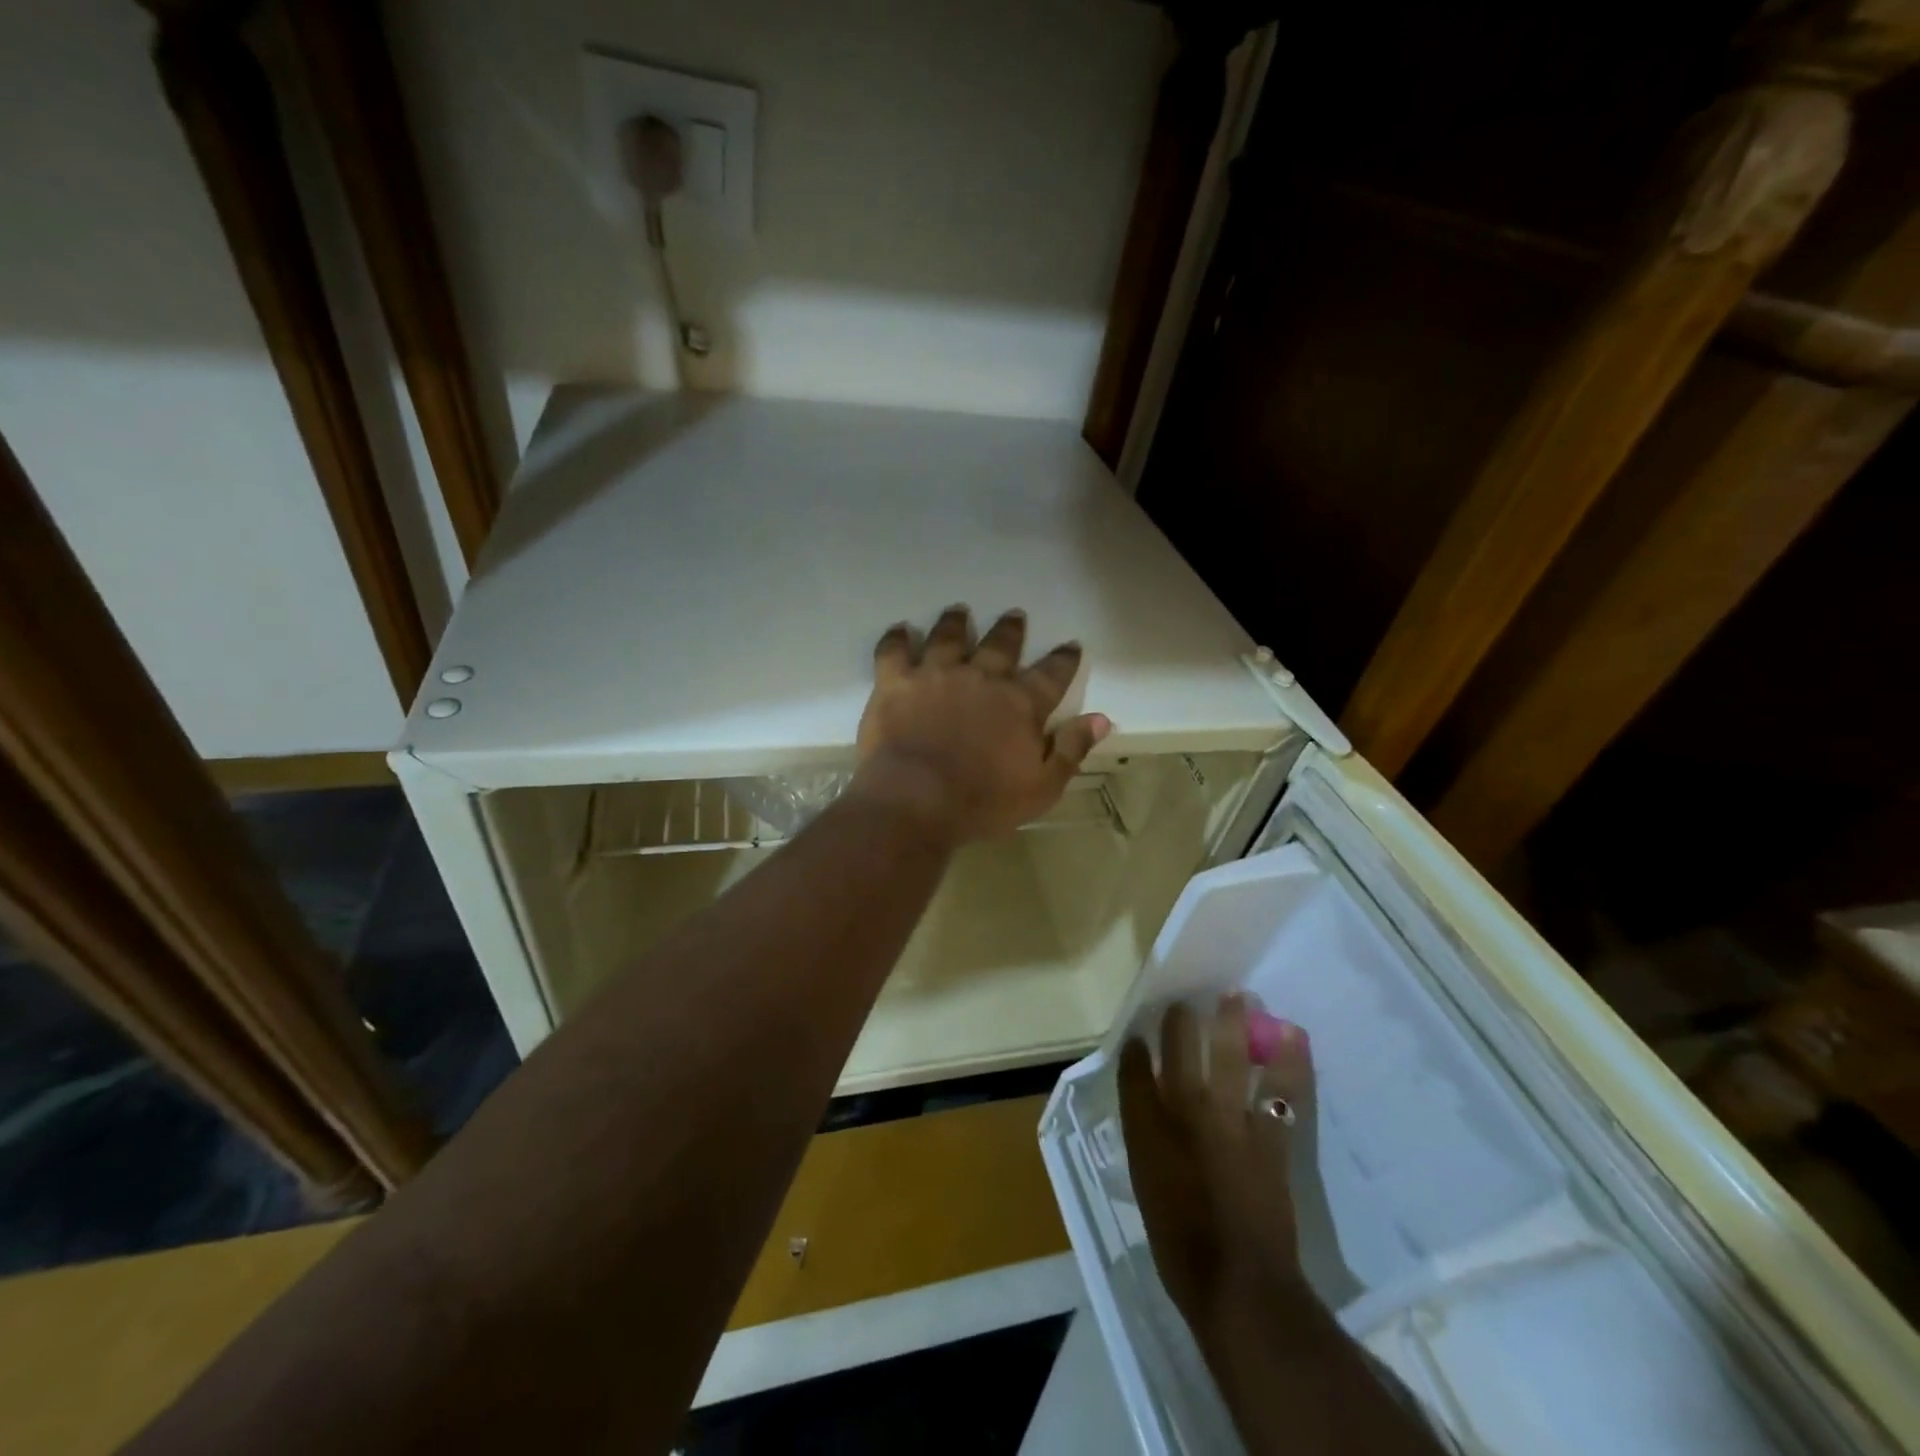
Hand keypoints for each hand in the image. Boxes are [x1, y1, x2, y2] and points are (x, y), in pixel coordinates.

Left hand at [851, 605, 1110, 844]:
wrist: (916, 800)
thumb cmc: (983, 801)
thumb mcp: (1042, 787)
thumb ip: (1071, 749)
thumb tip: (1102, 719)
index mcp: (1020, 703)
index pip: (1051, 674)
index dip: (1063, 659)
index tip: (1070, 646)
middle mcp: (981, 677)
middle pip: (1000, 645)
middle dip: (1011, 630)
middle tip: (1015, 615)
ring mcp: (936, 674)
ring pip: (949, 637)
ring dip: (955, 623)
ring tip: (959, 611)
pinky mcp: (896, 682)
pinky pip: (894, 650)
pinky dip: (897, 638)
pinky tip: (900, 630)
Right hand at [1119, 995, 1312, 1330]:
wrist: (1238, 1285)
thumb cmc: (1180, 1241)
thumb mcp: (1147, 1186)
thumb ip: (1147, 1136)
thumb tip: (1148, 1097)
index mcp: (1148, 1129)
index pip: (1135, 1072)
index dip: (1136, 1048)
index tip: (1138, 1033)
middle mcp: (1186, 1114)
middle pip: (1181, 1051)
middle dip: (1181, 1020)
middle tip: (1186, 999)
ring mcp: (1231, 1122)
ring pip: (1231, 1059)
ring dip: (1234, 1024)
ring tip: (1240, 996)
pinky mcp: (1270, 1139)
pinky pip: (1281, 1091)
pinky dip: (1290, 1063)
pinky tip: (1294, 1037)